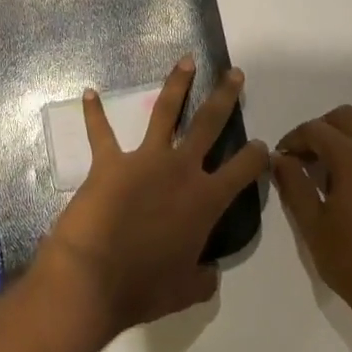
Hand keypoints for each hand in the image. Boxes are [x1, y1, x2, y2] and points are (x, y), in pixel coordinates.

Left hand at [35, 57, 270, 339]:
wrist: (94, 278)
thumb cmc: (144, 288)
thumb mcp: (187, 291)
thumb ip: (204, 277)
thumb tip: (209, 272)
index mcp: (206, 201)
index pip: (244, 169)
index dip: (257, 155)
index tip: (263, 146)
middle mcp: (181, 170)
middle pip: (210, 124)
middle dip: (225, 97)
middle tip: (234, 74)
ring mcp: (145, 160)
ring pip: (165, 111)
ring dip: (177, 83)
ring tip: (185, 60)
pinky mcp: (110, 162)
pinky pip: (100, 132)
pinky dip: (93, 112)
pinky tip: (88, 93)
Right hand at [274, 105, 351, 331]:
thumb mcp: (311, 225)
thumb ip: (293, 183)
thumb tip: (280, 158)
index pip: (316, 129)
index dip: (293, 139)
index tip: (283, 158)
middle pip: (346, 118)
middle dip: (321, 131)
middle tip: (306, 158)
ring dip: (346, 145)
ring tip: (332, 179)